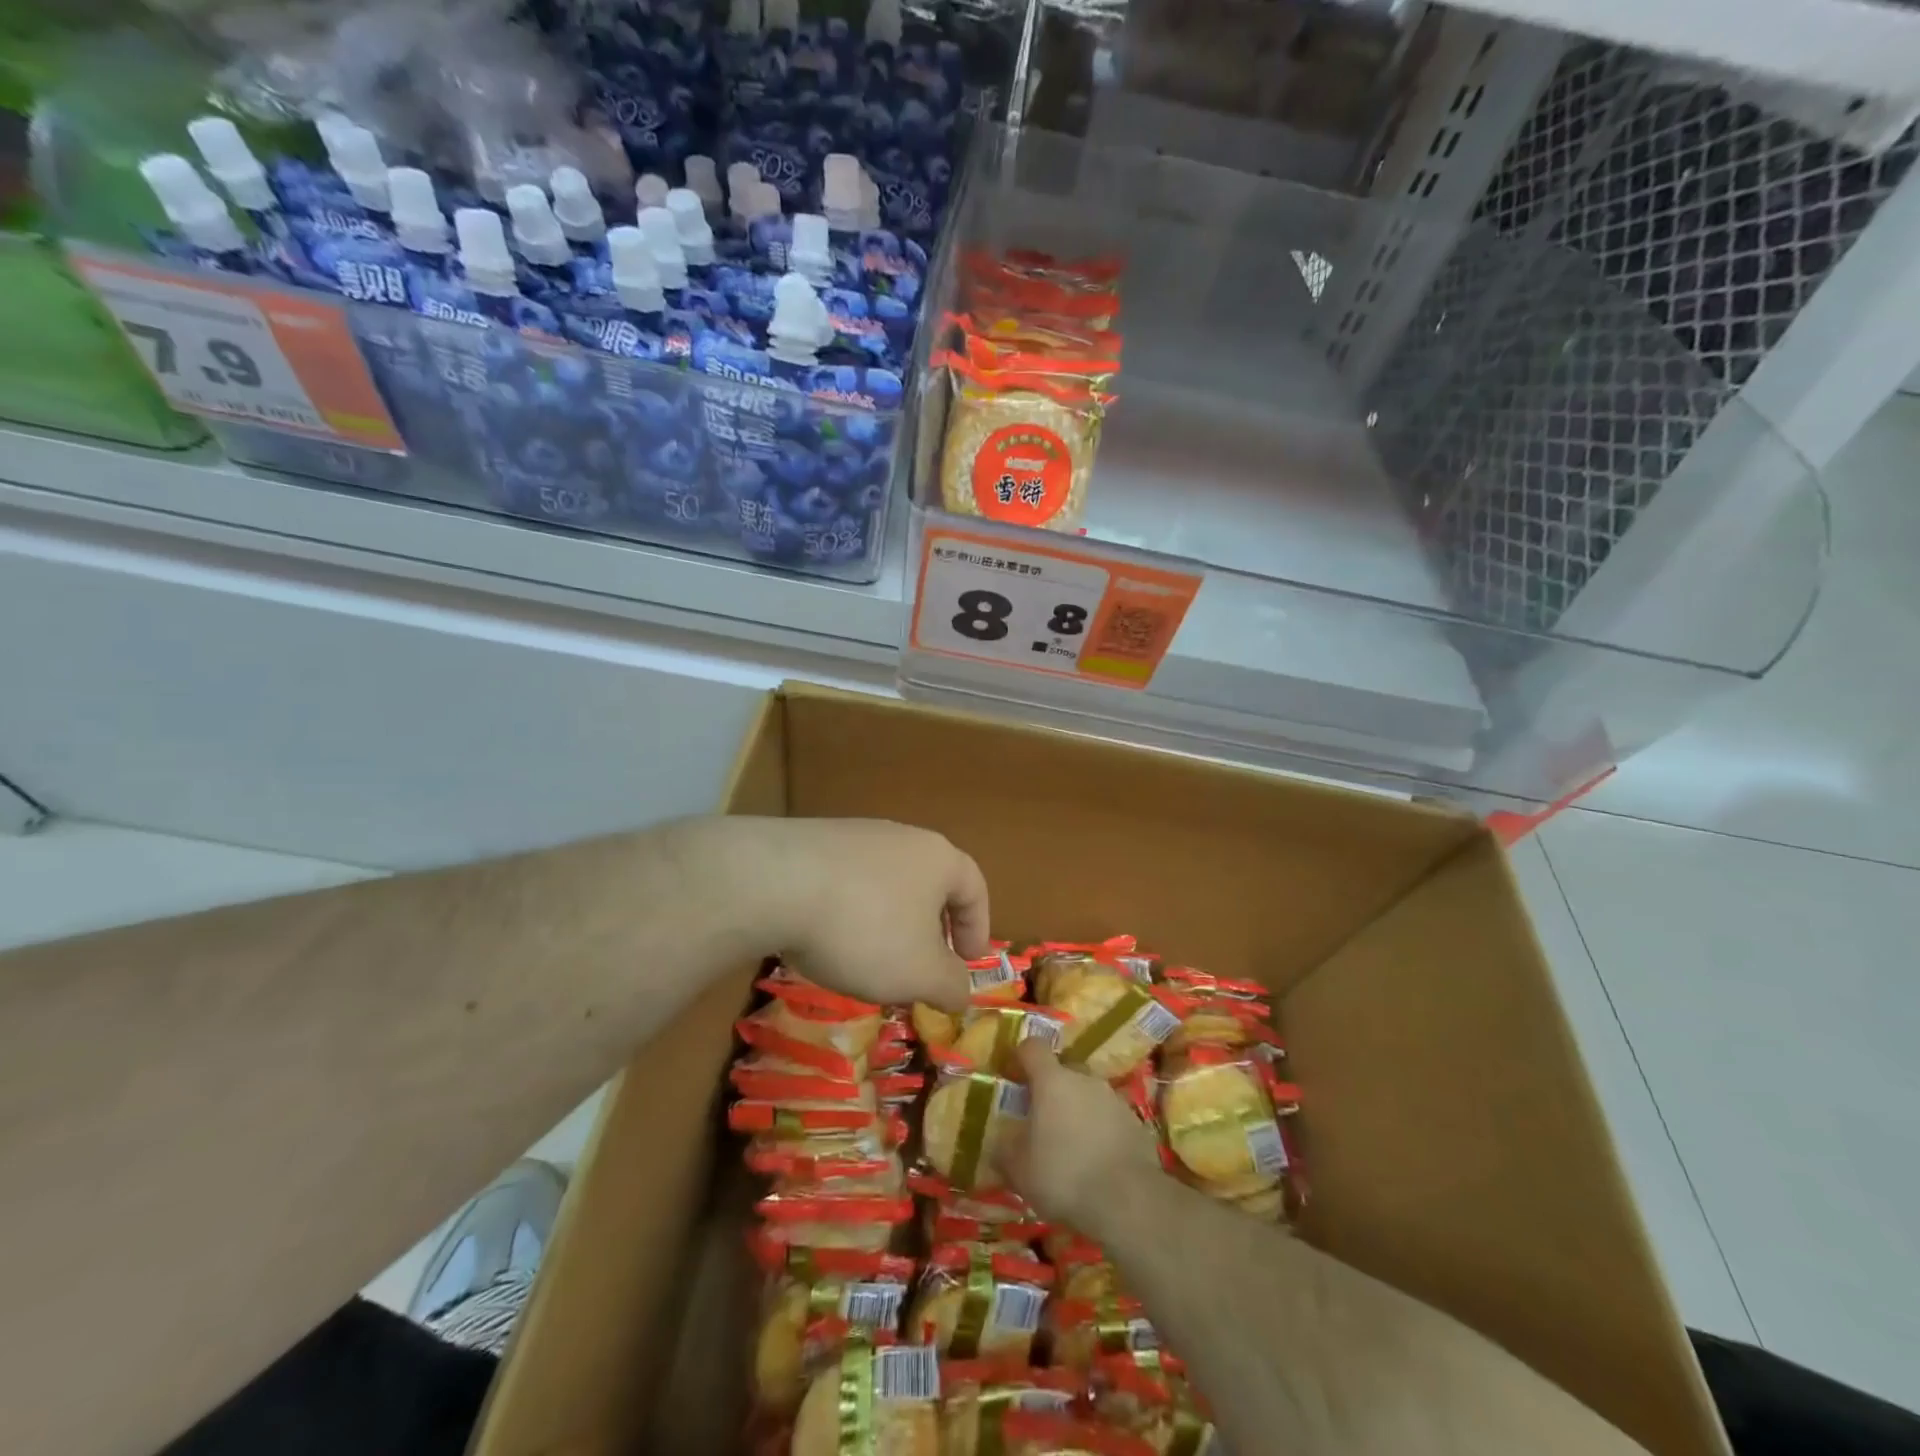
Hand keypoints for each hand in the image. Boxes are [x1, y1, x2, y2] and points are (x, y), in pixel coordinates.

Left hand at [696, 817, 988, 1011]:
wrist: (774, 883)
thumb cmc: (865, 928)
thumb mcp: (919, 973)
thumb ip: (950, 985)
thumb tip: (962, 991)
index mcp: (938, 858)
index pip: (974, 888)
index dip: (978, 928)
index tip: (969, 964)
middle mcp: (901, 837)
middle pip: (929, 883)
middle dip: (930, 929)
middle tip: (923, 967)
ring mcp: (854, 836)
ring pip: (886, 883)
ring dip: (888, 923)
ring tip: (871, 961)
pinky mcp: (812, 843)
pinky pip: (845, 882)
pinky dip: (849, 913)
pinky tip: (828, 940)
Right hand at [997, 1039, 1166, 1238]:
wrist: (1128, 1201)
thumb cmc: (1064, 1175)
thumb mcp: (1019, 1169)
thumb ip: (1006, 1149)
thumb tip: (1001, 1143)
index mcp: (1052, 1080)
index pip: (1033, 1047)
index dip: (1021, 1057)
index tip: (1013, 1075)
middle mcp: (1085, 1079)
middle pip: (1064, 1071)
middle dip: (1052, 1089)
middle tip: (1042, 1120)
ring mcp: (1114, 1099)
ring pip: (1089, 1095)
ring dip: (1078, 1112)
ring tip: (1071, 1147)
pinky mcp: (1136, 1124)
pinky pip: (1110, 1119)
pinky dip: (1101, 1132)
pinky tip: (1097, 1162)